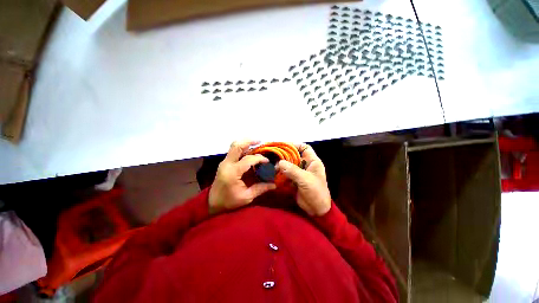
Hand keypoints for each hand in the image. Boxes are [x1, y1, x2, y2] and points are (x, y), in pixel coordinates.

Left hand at [209, 140, 276, 214]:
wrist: (212, 202)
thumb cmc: (229, 201)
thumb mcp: (246, 197)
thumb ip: (260, 189)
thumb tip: (274, 185)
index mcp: (232, 172)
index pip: (248, 159)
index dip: (259, 158)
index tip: (267, 161)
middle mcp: (227, 164)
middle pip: (236, 146)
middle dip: (248, 141)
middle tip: (259, 141)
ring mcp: (224, 162)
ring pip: (233, 146)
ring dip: (245, 143)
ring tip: (255, 143)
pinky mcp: (224, 162)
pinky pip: (233, 151)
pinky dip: (242, 147)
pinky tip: (249, 150)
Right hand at [277, 144, 330, 215]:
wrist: (317, 210)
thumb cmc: (316, 192)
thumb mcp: (305, 180)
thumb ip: (293, 170)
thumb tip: (279, 163)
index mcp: (312, 162)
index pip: (304, 148)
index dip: (295, 145)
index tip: (283, 146)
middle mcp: (306, 165)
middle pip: (294, 156)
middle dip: (285, 156)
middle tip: (274, 157)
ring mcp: (300, 173)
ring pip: (289, 165)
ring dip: (282, 166)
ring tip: (274, 167)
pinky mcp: (295, 180)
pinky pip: (287, 174)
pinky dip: (281, 174)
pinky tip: (275, 175)